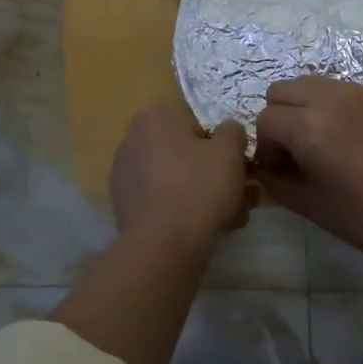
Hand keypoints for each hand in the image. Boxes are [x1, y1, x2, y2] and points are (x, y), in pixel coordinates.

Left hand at [109, 106, 249, 243]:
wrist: (163, 245)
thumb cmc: (198, 186)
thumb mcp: (229, 150)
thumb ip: (232, 132)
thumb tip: (229, 131)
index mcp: (153, 118)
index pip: (196, 126)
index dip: (220, 148)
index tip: (234, 168)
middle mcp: (131, 141)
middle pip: (184, 155)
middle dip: (211, 174)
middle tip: (238, 194)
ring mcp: (124, 177)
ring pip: (175, 182)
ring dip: (201, 196)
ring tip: (229, 218)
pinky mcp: (123, 208)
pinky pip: (161, 203)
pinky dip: (181, 213)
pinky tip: (204, 230)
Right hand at [254, 77, 362, 278]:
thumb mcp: (309, 205)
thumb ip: (275, 180)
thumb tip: (264, 167)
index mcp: (309, 126)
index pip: (265, 120)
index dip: (266, 147)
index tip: (280, 170)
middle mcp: (329, 98)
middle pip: (281, 91)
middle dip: (279, 119)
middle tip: (295, 152)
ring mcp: (356, 92)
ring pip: (308, 84)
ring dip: (302, 107)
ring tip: (318, 141)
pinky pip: (336, 89)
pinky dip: (328, 105)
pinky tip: (344, 137)